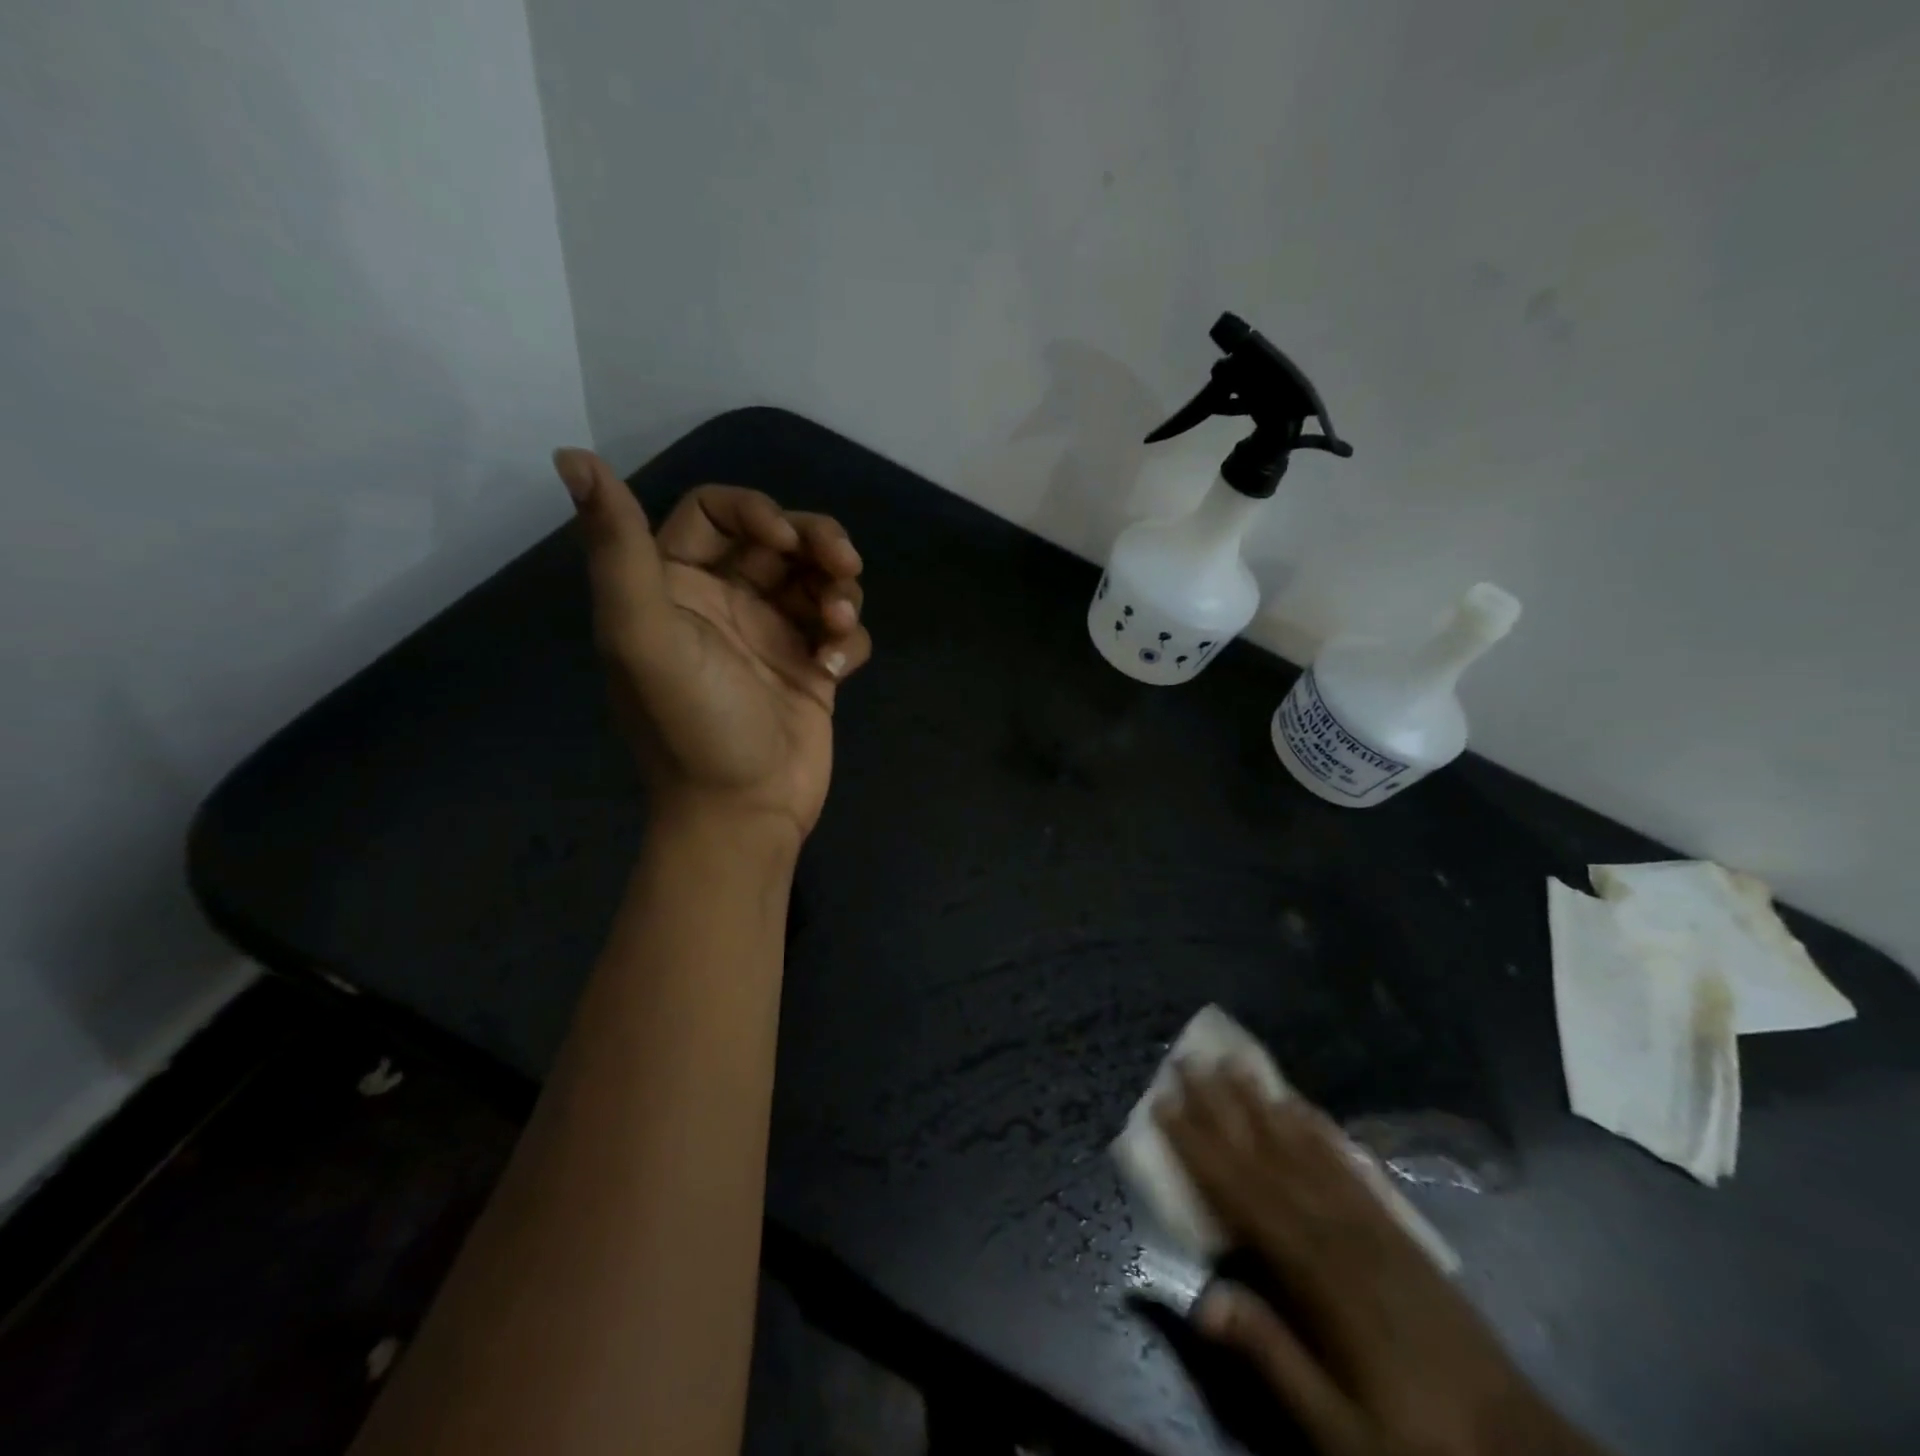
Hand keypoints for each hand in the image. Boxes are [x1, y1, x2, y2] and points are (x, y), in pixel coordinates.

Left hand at [554, 449, 871, 844]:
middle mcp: (724, 602)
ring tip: (838, 626)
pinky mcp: (811, 666)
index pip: (715, 512)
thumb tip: (572, 457)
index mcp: (676, 587)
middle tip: (843, 565)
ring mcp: (772, 635)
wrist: (744, 811)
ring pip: (818, 578)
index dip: (754, 509)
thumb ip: (616, 549)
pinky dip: (849, 638)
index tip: (784, 539)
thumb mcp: (644, 636)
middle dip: (818, 541)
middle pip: (780, 537)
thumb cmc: (693, 724)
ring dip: (840, 589)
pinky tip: (838, 668)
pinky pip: (842, 628)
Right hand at [1157, 1069, 1603, 1455]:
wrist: (1520, 1449)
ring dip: (1265, 1104)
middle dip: (1222, 1107)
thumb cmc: (1415, 1438)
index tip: (1163, 1104)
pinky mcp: (1398, 1229)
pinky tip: (1303, 1108)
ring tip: (1237, 1064)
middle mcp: (1338, 1230)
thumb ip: (1272, 1356)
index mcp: (1315, 1272)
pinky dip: (1320, 1131)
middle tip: (1190, 1060)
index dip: (1197, 1147)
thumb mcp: (1338, 1427)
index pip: (1240, 1193)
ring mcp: (1372, 1223)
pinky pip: (1349, 1165)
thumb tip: (1201, 1299)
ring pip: (1306, 1149)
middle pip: (1267, 1156)